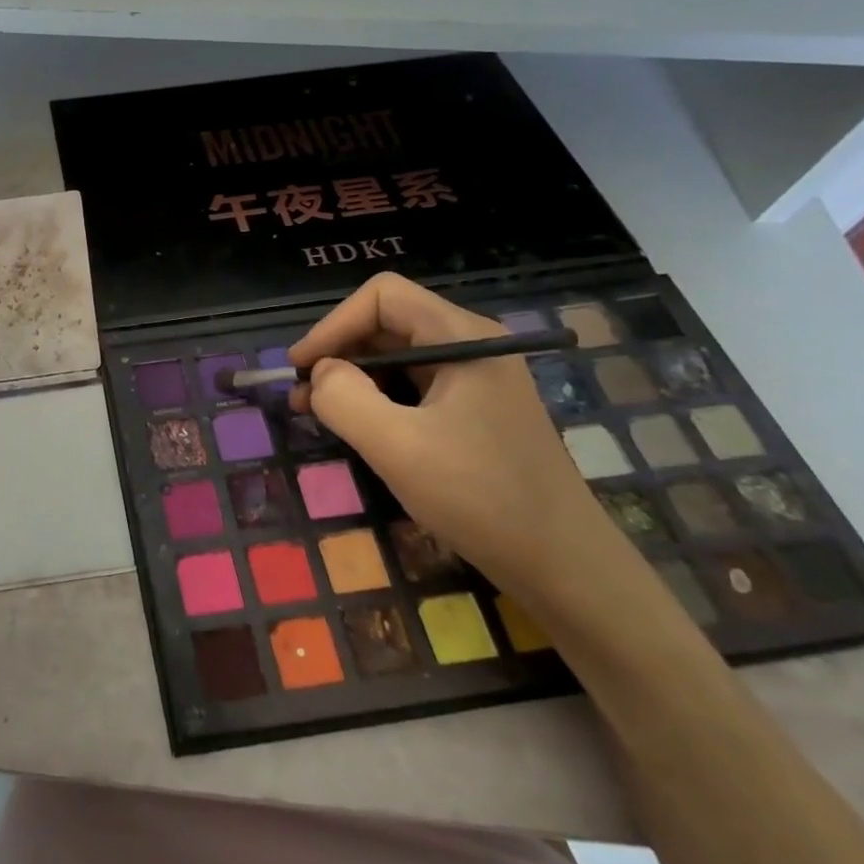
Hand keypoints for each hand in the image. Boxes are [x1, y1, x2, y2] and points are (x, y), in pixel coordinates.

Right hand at [288, 273, 646, 613]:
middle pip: (387, 322)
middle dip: (338, 352)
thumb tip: (319, 374)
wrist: (563, 565)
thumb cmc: (480, 497)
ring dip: (351, 377)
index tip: (301, 368)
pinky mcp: (473, 411)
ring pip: (395, 356)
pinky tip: (356, 428)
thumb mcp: (398, 447)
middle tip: (301, 395)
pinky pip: (411, 387)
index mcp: (462, 337)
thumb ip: (344, 398)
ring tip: (315, 411)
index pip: (382, 297)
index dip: (333, 324)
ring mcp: (475, 379)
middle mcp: (471, 346)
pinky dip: (375, 399)